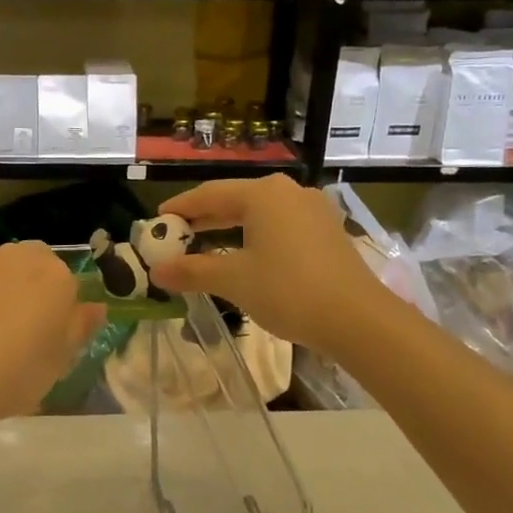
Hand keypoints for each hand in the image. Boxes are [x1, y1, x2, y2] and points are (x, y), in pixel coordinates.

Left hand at [0, 241, 105, 430]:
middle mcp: (19, 258)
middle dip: (36, 296)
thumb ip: (80, 327)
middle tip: (31, 338)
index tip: (57, 341)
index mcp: (56, 273)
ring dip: (6, 301)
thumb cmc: (18, 369)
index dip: (65, 313)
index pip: (71, 284)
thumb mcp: (62, 359)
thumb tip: (95, 307)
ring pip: (5, 280)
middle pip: (36, 272)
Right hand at [149, 175, 385, 351]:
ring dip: (229, 229)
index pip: (209, 194)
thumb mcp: (233, 280)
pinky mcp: (327, 232)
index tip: (156, 221)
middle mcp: (289, 192)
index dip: (180, 208)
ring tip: (204, 244)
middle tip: (174, 235)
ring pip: (259, 214)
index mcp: (263, 194)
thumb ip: (192, 271)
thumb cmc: (288, 290)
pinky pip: (280, 226)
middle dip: (203, 218)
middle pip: (235, 200)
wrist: (357, 319)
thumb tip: (156, 271)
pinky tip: (244, 256)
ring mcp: (313, 211)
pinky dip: (255, 237)